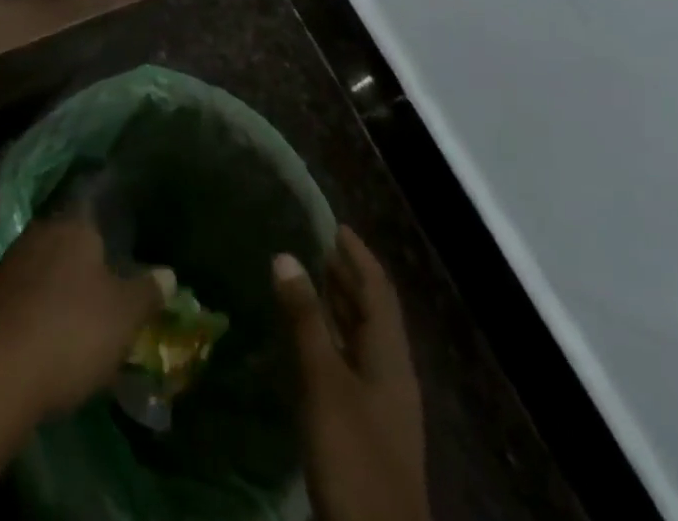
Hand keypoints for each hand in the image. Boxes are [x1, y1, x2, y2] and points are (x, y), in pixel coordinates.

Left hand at [0, 213, 174, 418]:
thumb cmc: (73, 330)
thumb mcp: (124, 315)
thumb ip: (147, 291)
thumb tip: (169, 272)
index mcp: (74, 225)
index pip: (95, 215)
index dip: (110, 236)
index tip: (121, 258)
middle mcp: (41, 231)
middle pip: (69, 242)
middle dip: (85, 265)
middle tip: (105, 295)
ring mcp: (12, 261)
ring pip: (45, 267)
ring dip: (59, 288)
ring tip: (78, 321)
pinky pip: (24, 295)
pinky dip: (37, 310)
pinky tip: (47, 336)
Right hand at [274, 227, 429, 520]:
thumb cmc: (354, 454)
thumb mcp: (324, 381)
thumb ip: (305, 319)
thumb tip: (285, 255)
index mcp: (390, 356)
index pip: (378, 289)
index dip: (358, 255)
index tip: (334, 223)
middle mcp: (391, 372)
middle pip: (373, 311)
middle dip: (347, 276)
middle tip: (314, 244)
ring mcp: (382, 402)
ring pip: (362, 338)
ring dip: (339, 305)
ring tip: (307, 278)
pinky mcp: (366, 425)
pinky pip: (351, 362)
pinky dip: (332, 337)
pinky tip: (307, 339)